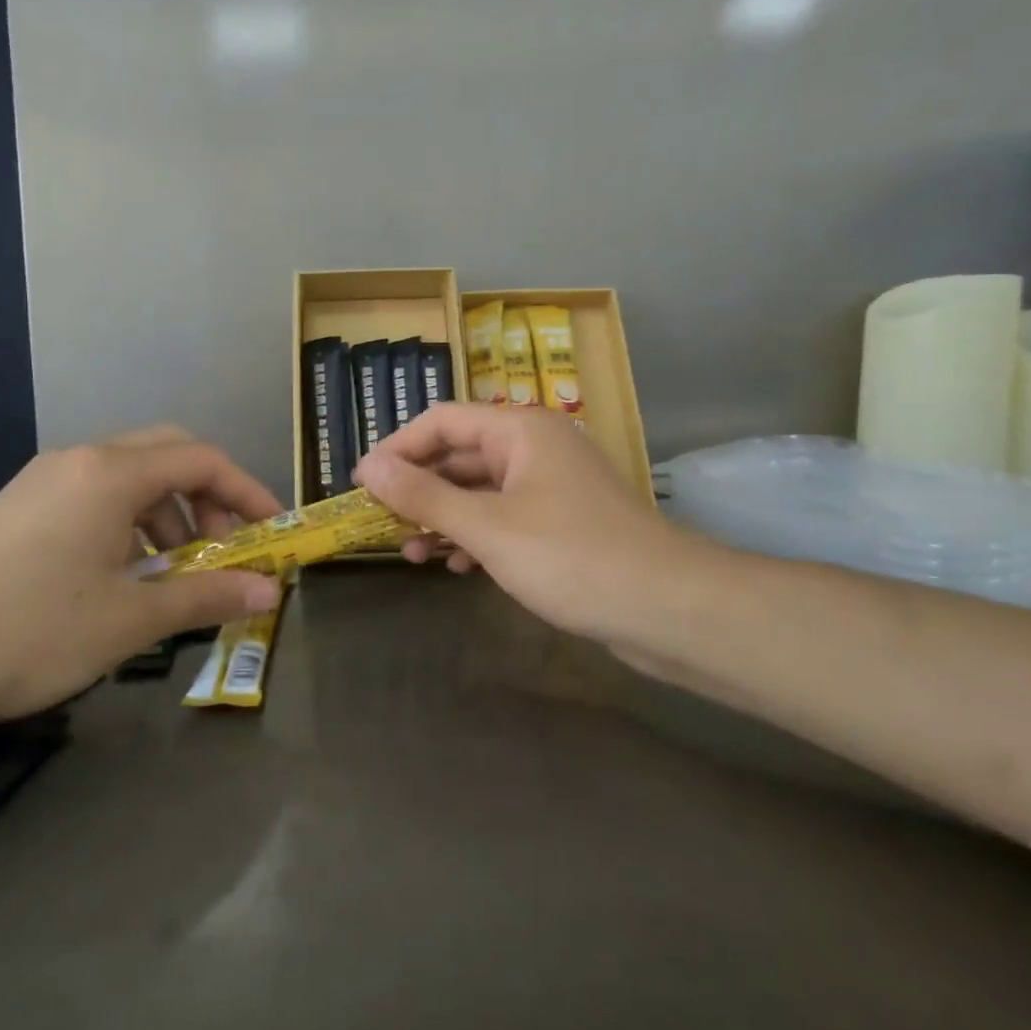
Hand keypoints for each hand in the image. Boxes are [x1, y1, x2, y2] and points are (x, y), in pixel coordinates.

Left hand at [0, 426, 282, 728]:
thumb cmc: (28, 632)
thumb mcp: (129, 619)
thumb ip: (206, 596)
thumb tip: (269, 592)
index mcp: (111, 474)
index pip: (203, 460)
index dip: (248, 492)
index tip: (272, 532)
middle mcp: (81, 460)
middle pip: (170, 453)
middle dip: (210, 496)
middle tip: (224, 548)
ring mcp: (47, 479)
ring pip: (132, 474)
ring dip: (170, 511)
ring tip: (175, 571)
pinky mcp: (25, 504)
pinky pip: (99, 493)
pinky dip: (132, 521)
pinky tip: (126, 572)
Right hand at [354, 404, 718, 643]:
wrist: (668, 608)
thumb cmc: (571, 556)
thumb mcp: (487, 527)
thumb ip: (425, 496)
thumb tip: (370, 468)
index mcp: (520, 431)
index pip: (442, 421)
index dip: (398, 448)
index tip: (362, 483)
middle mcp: (536, 448)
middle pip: (460, 455)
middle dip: (419, 488)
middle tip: (380, 522)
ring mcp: (552, 487)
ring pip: (481, 491)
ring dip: (443, 518)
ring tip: (409, 552)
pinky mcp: (563, 524)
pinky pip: (505, 518)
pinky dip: (476, 537)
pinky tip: (455, 566)